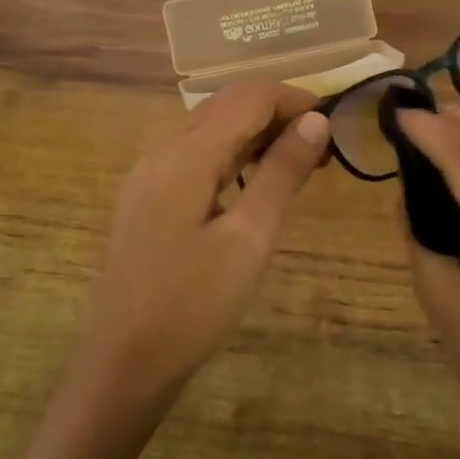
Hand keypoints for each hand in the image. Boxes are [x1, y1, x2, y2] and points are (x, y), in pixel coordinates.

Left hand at [74, 81, 330, 417]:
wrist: (124, 360)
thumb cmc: (193, 304)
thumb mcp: (249, 238)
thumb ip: (281, 173)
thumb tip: (315, 121)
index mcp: (186, 154)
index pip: (248, 97)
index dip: (294, 99)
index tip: (335, 122)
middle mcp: (161, 149)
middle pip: (226, 105)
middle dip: (276, 112)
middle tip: (321, 147)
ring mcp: (148, 172)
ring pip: (208, 127)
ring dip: (254, 132)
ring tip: (296, 163)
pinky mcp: (145, 195)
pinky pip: (193, 153)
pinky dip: (230, 153)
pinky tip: (250, 182)